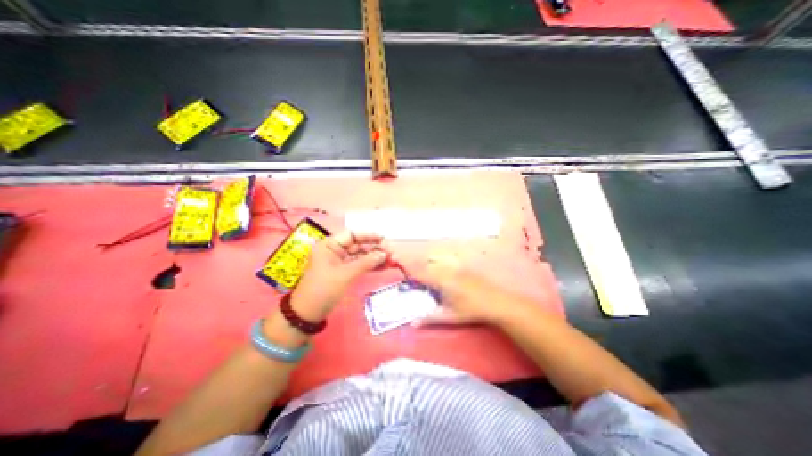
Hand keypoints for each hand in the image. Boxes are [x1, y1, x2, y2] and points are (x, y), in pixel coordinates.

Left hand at [291, 231, 387, 320]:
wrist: (308, 314)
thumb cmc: (323, 290)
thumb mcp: (345, 274)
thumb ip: (366, 262)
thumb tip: (385, 254)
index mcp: (330, 245)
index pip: (352, 234)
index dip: (369, 235)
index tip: (384, 239)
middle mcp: (336, 250)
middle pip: (360, 245)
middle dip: (376, 248)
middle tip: (392, 253)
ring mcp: (341, 262)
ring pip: (362, 256)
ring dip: (377, 258)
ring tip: (393, 261)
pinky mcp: (345, 272)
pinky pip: (361, 265)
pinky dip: (372, 266)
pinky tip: (385, 266)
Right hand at [398, 254, 504, 325]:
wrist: (496, 302)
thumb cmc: (471, 311)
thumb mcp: (449, 317)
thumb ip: (429, 319)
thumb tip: (412, 323)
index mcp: (440, 280)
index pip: (419, 270)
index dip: (406, 266)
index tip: (395, 260)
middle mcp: (446, 269)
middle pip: (425, 262)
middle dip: (413, 263)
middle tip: (404, 268)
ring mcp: (455, 265)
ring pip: (434, 258)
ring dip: (424, 262)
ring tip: (419, 269)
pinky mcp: (462, 265)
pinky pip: (444, 259)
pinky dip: (435, 261)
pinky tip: (436, 267)